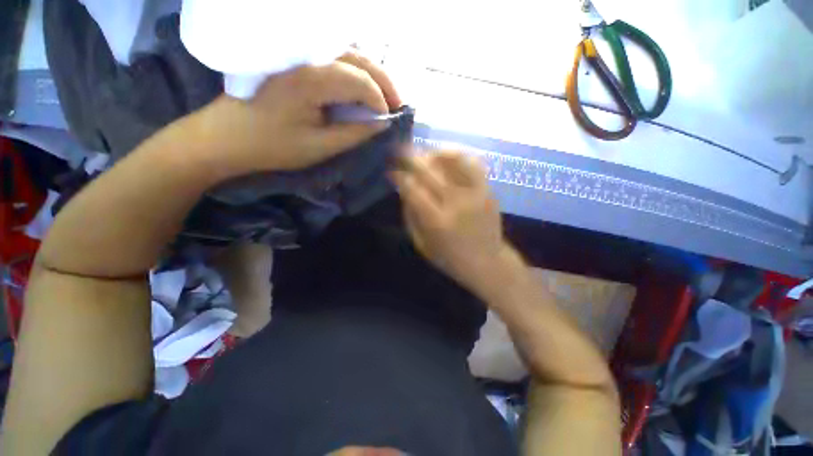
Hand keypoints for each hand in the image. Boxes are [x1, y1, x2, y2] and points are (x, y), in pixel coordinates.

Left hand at [199, 51, 401, 174]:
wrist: (226, 136)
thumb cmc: (272, 146)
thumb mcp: (319, 147)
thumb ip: (354, 133)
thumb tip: (381, 123)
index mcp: (310, 80)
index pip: (360, 80)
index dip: (380, 100)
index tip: (389, 120)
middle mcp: (307, 58)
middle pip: (358, 58)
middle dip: (384, 82)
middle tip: (399, 104)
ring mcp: (299, 56)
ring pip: (348, 54)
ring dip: (372, 74)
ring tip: (385, 96)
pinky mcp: (295, 62)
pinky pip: (334, 59)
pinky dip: (355, 72)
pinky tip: (362, 87)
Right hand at [392, 151, 509, 292]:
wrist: (487, 262)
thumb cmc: (450, 258)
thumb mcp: (422, 244)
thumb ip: (410, 216)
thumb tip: (404, 190)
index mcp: (436, 221)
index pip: (413, 189)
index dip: (399, 176)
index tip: (391, 171)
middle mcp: (455, 203)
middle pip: (429, 171)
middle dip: (410, 157)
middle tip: (400, 150)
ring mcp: (474, 194)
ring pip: (453, 161)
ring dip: (434, 152)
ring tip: (424, 152)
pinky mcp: (488, 190)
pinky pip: (473, 164)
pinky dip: (459, 155)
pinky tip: (448, 155)